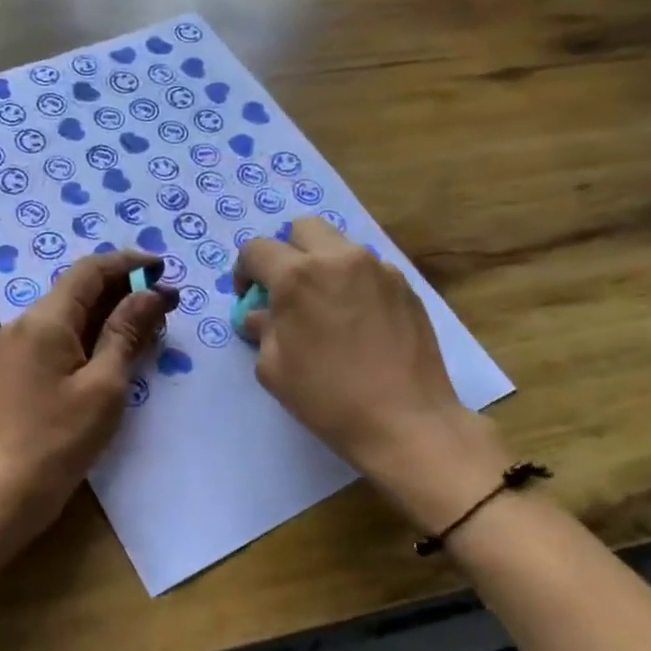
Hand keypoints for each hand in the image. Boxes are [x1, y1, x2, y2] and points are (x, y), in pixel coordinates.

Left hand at [0, 250, 175, 535]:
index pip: (90, 270)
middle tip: (168, 308)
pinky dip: (92, 337)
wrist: (2, 492)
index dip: (129, 263)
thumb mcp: (104, 385)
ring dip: (111, 315)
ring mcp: (19, 347)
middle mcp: (26, 323)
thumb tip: (151, 293)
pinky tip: (119, 353)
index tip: (164, 269)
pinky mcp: (19, 370)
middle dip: (125, 291)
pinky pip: (61, 338)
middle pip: (79, 289)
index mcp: (45, 319)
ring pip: (71, 314)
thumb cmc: (59, 439)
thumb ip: (127, 332)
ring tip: (152, 330)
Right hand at [234, 219, 510, 527]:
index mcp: (298, 277)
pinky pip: (368, 269)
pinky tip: (357, 321)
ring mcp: (378, 269)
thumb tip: (260, 315)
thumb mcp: (274, 369)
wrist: (406, 421)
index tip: (249, 297)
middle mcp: (339, 259)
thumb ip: (262, 330)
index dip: (244, 271)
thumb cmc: (328, 398)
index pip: (257, 250)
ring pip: (340, 246)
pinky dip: (352, 282)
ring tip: (325, 307)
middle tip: (286, 290)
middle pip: (303, 228)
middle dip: (286, 252)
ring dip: (322, 265)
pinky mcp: (405, 286)